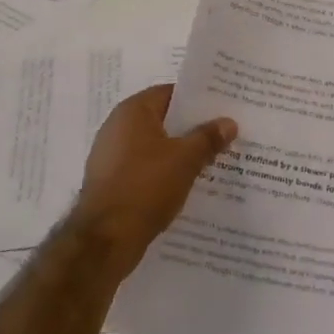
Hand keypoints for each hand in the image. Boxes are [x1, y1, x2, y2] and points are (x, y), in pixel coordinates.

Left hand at [70, 84, 235, 276]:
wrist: (105, 240)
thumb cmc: (146, 187)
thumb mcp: (186, 160)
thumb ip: (208, 138)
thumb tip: (228, 122)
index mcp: (132, 111)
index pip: (170, 93)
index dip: (197, 100)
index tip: (223, 108)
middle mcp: (117, 127)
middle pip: (162, 120)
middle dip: (191, 129)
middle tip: (224, 135)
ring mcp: (110, 156)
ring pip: (154, 147)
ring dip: (179, 154)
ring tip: (211, 162)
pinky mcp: (110, 182)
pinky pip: (144, 169)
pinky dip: (163, 173)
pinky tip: (186, 186)